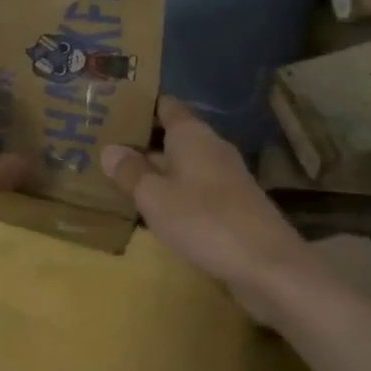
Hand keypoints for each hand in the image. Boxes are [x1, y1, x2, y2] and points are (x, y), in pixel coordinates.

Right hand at [102, 97, 309, 320]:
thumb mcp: (155, 197)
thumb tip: (109, 149)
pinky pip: (195, 187)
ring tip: (121, 177)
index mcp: (192, 134)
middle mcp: (211, 146)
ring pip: (183, 163)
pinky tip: (155, 208)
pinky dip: (174, 191)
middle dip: (143, 141)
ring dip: (157, 169)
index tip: (112, 110)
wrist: (267, 264)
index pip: (165, 106)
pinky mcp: (233, 203)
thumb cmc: (204, 220)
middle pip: (173, 134)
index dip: (140, 106)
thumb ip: (130, 172)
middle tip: (104, 147)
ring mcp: (225, 176)